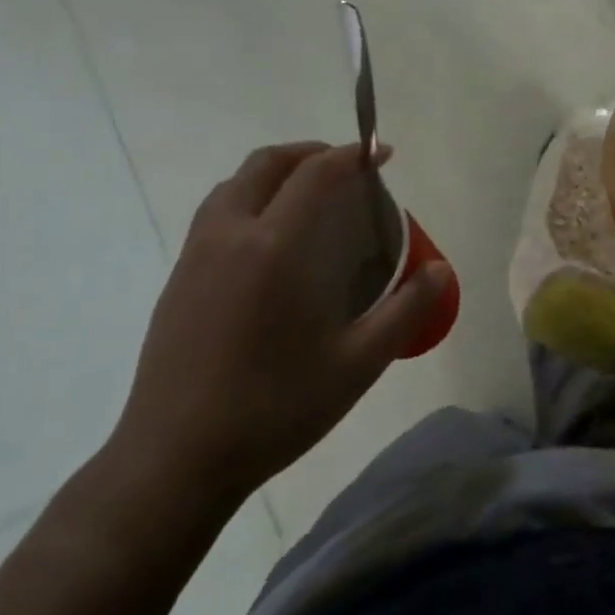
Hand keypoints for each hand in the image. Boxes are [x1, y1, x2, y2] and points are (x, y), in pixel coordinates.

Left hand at [106, 142, 451, 522]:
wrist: (174, 461)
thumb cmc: (273, 409)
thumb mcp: (357, 364)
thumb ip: (405, 311)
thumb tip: (440, 271)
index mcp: (274, 246)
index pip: (316, 173)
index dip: (353, 154)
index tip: (382, 155)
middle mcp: (229, 235)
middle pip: (267, 163)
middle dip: (311, 153)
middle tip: (346, 170)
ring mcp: (195, 255)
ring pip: (234, 184)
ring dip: (275, 174)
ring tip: (309, 198)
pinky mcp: (177, 279)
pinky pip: (216, 214)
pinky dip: (249, 200)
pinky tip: (270, 244)